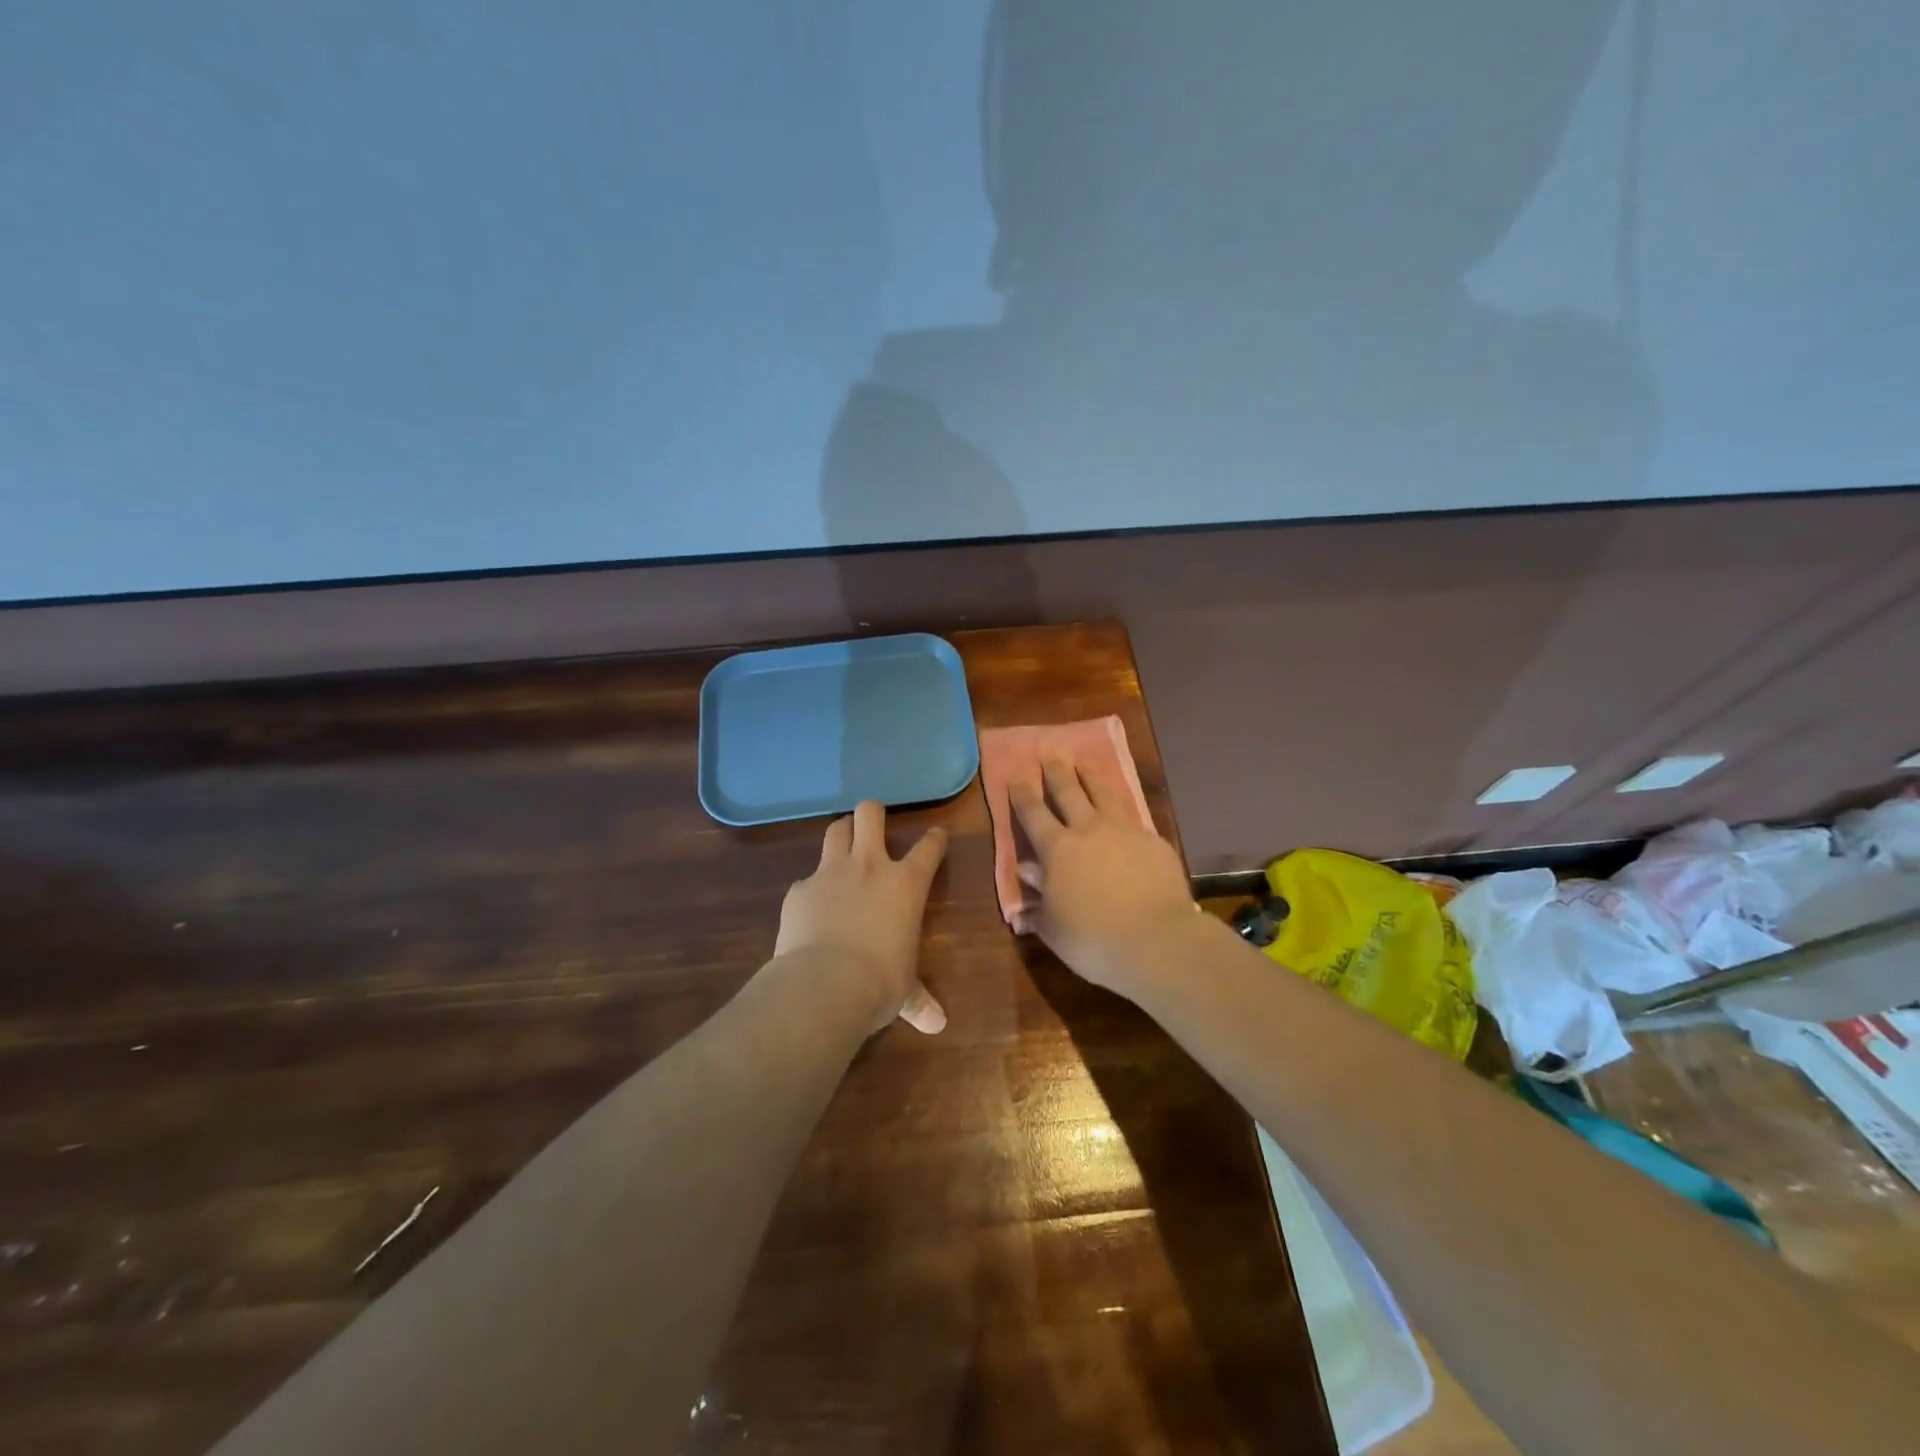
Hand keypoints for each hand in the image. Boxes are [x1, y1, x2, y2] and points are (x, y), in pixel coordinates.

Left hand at [775, 801, 948, 1033]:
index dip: (934, 838)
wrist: (823, 985)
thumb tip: (937, 1025)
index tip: (936, 836)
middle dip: (873, 814)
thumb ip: (918, 1001)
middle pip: (870, 814)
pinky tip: (810, 908)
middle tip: (873, 827)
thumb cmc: (879, 983)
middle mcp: (869, 866)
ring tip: (842, 847)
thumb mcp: (904, 991)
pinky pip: (806, 878)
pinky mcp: (798, 889)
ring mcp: (830, 873)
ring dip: (841, 834)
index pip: (928, 847)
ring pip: (835, 829)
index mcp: (906, 884)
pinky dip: (811, 888)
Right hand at [1009, 761, 1197, 999]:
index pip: (1033, 813)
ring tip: (1084, 763)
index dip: (1022, 795)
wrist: (1157, 941)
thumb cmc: (1093, 940)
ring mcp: (1125, 831)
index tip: (1016, 778)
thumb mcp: (1053, 926)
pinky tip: (1124, 812)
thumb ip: (1039, 896)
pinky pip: (1134, 818)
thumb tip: (1028, 872)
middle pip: (1069, 792)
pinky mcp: (1154, 841)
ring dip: (1090, 776)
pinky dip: (1123, 809)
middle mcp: (1089, 830)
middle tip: (1050, 756)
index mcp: (1057, 849)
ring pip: (1104, 793)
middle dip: (1056, 773)